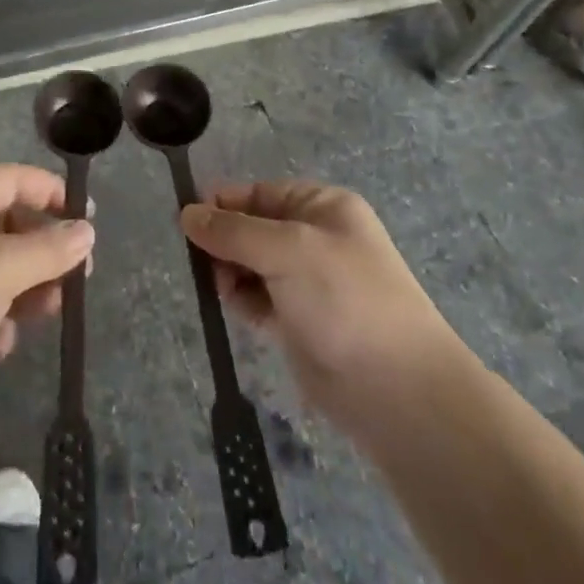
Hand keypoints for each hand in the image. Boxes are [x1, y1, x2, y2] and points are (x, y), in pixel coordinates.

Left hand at [0, 164, 94, 452]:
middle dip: (44, 250)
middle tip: (77, 279)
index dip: (53, 194)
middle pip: (9, 223)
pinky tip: (1, 346)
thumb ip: (48, 248)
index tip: (89, 223)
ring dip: (27, 287)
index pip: (14, 179)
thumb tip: (86, 231)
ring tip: (48, 314)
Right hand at [179, 181, 465, 451]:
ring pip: (250, 264)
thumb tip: (186, 214)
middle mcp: (315, 238)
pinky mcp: (298, 321)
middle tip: (202, 263)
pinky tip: (233, 308)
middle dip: (224, 242)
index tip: (187, 223)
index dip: (223, 204)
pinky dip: (241, 299)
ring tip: (222, 289)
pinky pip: (257, 298)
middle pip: (251, 227)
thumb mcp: (287, 250)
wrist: (397, 391)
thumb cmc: (345, 300)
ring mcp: (308, 281)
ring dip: (229, 272)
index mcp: (322, 206)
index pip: (259, 192)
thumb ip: (233, 231)